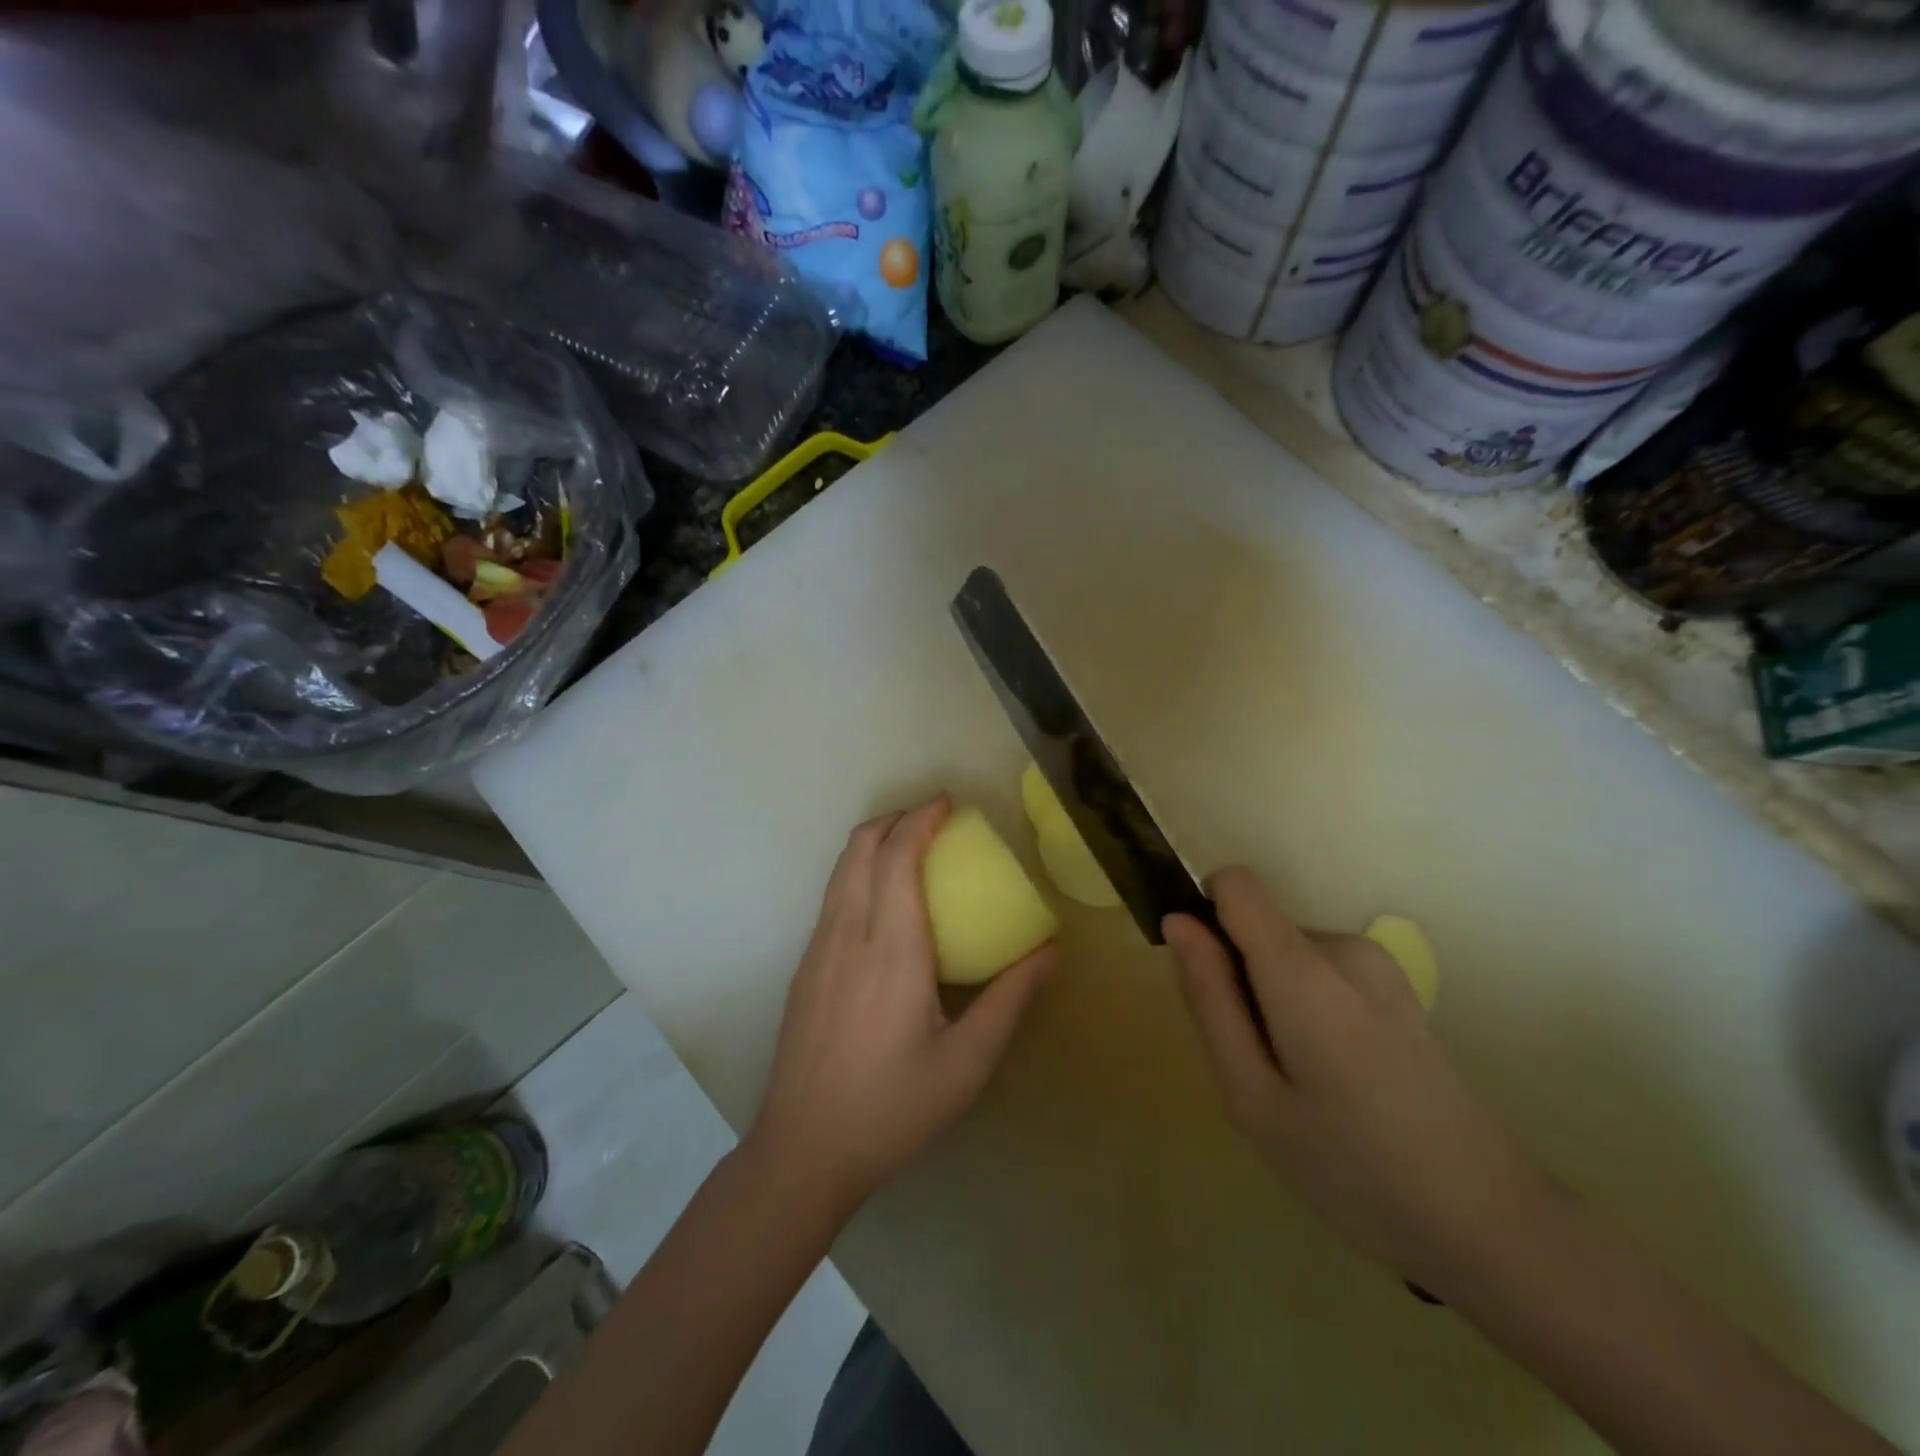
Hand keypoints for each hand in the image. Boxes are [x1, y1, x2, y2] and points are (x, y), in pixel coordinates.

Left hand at [747, 796, 1056, 1210]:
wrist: (804, 1151)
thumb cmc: (893, 1108)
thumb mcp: (967, 1062)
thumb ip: (1010, 999)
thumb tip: (1049, 950)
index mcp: (892, 950)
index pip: (898, 858)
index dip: (920, 820)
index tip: (947, 803)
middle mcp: (848, 936)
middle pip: (859, 849)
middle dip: (893, 819)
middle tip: (931, 819)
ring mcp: (817, 950)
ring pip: (839, 871)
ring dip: (872, 844)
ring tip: (909, 850)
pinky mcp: (804, 969)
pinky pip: (832, 898)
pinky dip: (858, 874)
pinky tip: (882, 906)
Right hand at [1165, 868, 1557, 1294]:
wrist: (1488, 1223)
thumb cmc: (1350, 1169)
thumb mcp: (1251, 1096)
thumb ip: (1209, 998)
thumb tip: (1177, 922)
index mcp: (1305, 970)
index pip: (1235, 884)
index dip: (1205, 916)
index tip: (1205, 980)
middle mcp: (1344, 946)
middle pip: (1257, 927)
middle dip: (1238, 977)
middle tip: (1256, 1064)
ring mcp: (1378, 963)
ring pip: (1284, 952)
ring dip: (1271, 998)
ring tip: (1297, 1078)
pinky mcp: (1396, 983)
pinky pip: (1318, 969)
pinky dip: (1304, 1007)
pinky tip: (1334, 1076)